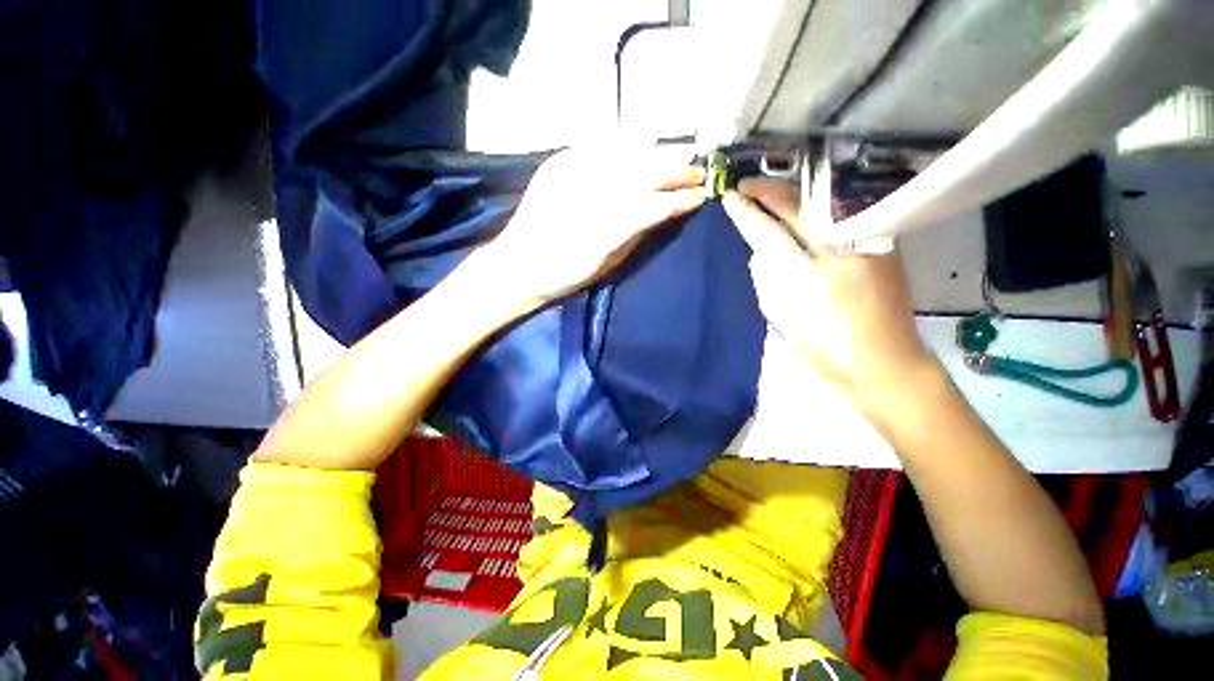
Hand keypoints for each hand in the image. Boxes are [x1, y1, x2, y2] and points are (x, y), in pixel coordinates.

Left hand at [480, 145, 706, 305]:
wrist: (518, 265)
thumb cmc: (566, 274)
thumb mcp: (609, 263)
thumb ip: (638, 233)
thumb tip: (666, 211)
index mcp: (609, 228)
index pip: (656, 204)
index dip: (682, 197)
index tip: (703, 194)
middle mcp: (594, 194)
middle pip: (646, 171)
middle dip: (677, 169)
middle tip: (697, 172)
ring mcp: (575, 173)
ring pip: (629, 154)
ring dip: (656, 155)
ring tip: (675, 159)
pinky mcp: (560, 162)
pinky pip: (603, 147)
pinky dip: (627, 149)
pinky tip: (640, 151)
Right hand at [722, 178, 933, 401]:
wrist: (884, 361)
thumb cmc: (825, 347)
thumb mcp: (782, 317)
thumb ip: (766, 280)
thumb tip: (759, 253)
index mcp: (809, 273)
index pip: (769, 232)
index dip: (747, 214)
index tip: (730, 199)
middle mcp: (840, 249)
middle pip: (799, 207)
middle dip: (769, 192)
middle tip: (746, 186)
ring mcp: (866, 242)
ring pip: (823, 204)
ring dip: (792, 195)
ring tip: (768, 192)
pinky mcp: (882, 244)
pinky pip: (842, 215)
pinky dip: (817, 207)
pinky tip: (803, 207)